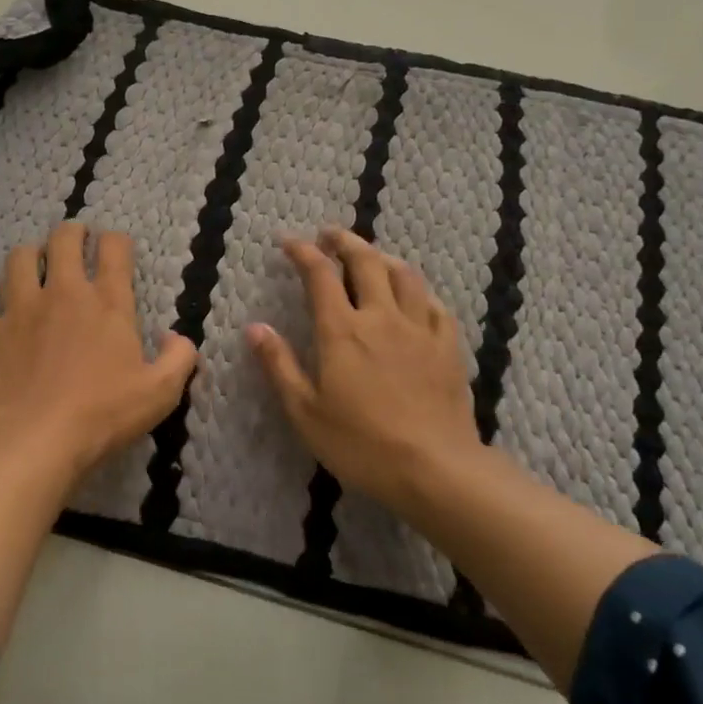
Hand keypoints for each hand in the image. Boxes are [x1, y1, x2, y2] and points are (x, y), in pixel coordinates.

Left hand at [0, 222, 197, 477]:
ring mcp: (20, 307)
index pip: (114, 249)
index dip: (116, 241)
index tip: (115, 246)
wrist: (34, 438)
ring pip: (18, 258)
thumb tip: (175, 336)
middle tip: (74, 239)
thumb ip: (179, 358)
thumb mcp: (161, 393)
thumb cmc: (103, 415)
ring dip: (28, 255)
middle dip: (71, 232)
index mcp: (108, 303)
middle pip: (64, 240)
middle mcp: (63, 293)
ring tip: (32, 264)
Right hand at [248, 227, 483, 513]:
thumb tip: (254, 327)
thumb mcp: (305, 411)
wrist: (433, 468)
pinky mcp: (447, 347)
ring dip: (383, 258)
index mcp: (342, 331)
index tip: (289, 241)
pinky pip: (435, 304)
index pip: (320, 275)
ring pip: (404, 275)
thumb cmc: (360, 444)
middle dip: (345, 242)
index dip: (303, 251)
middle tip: (330, 235)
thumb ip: (279, 365)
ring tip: (371, 257)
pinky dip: (419, 291)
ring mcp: (419, 329)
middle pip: (366, 262)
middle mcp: (381, 318)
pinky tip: (415, 297)